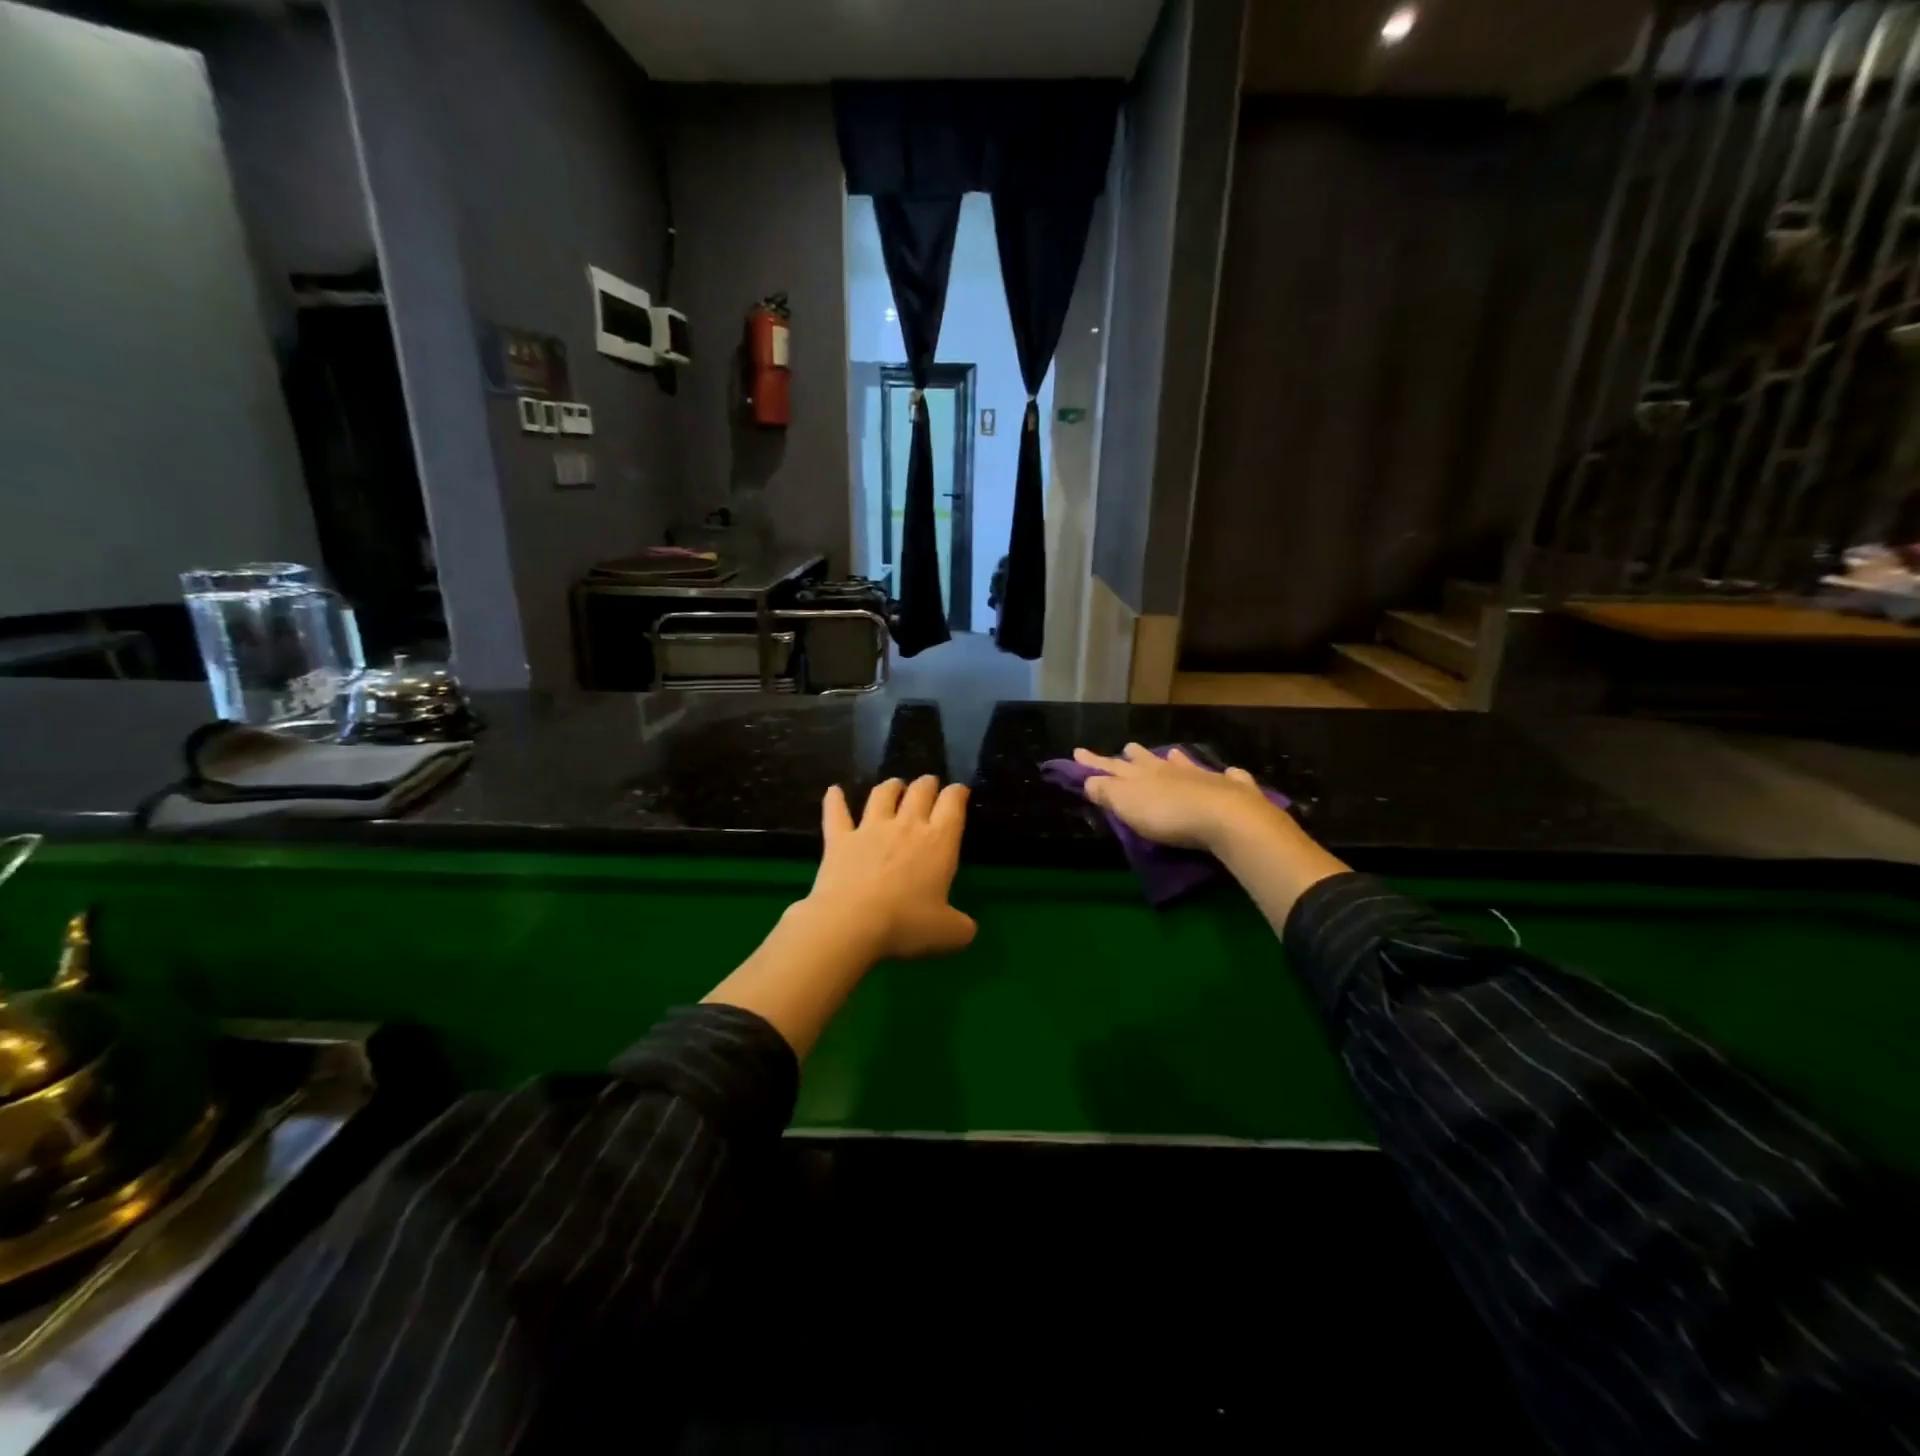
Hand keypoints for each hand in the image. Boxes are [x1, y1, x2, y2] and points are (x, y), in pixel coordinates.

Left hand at [805, 776, 976, 959]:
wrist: (851, 923)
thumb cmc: (906, 924)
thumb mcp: (948, 933)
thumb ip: (961, 927)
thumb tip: (968, 929)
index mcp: (939, 842)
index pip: (953, 804)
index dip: (958, 793)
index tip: (960, 791)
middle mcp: (906, 825)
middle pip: (920, 791)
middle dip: (927, 784)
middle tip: (929, 784)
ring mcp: (870, 828)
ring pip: (882, 795)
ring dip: (891, 786)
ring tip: (894, 785)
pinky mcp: (839, 838)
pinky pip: (836, 812)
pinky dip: (834, 799)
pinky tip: (833, 791)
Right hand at [1071, 743, 1289, 851]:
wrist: (1223, 816)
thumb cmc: (1167, 814)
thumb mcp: (1126, 804)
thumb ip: (1106, 792)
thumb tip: (1089, 780)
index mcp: (1141, 775)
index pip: (1111, 766)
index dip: (1093, 762)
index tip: (1077, 752)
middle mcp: (1170, 770)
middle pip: (1148, 759)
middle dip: (1134, 755)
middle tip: (1127, 749)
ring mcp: (1203, 776)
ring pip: (1185, 763)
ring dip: (1175, 759)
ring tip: (1172, 753)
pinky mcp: (1232, 789)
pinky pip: (1230, 777)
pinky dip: (1228, 775)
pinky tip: (1231, 773)